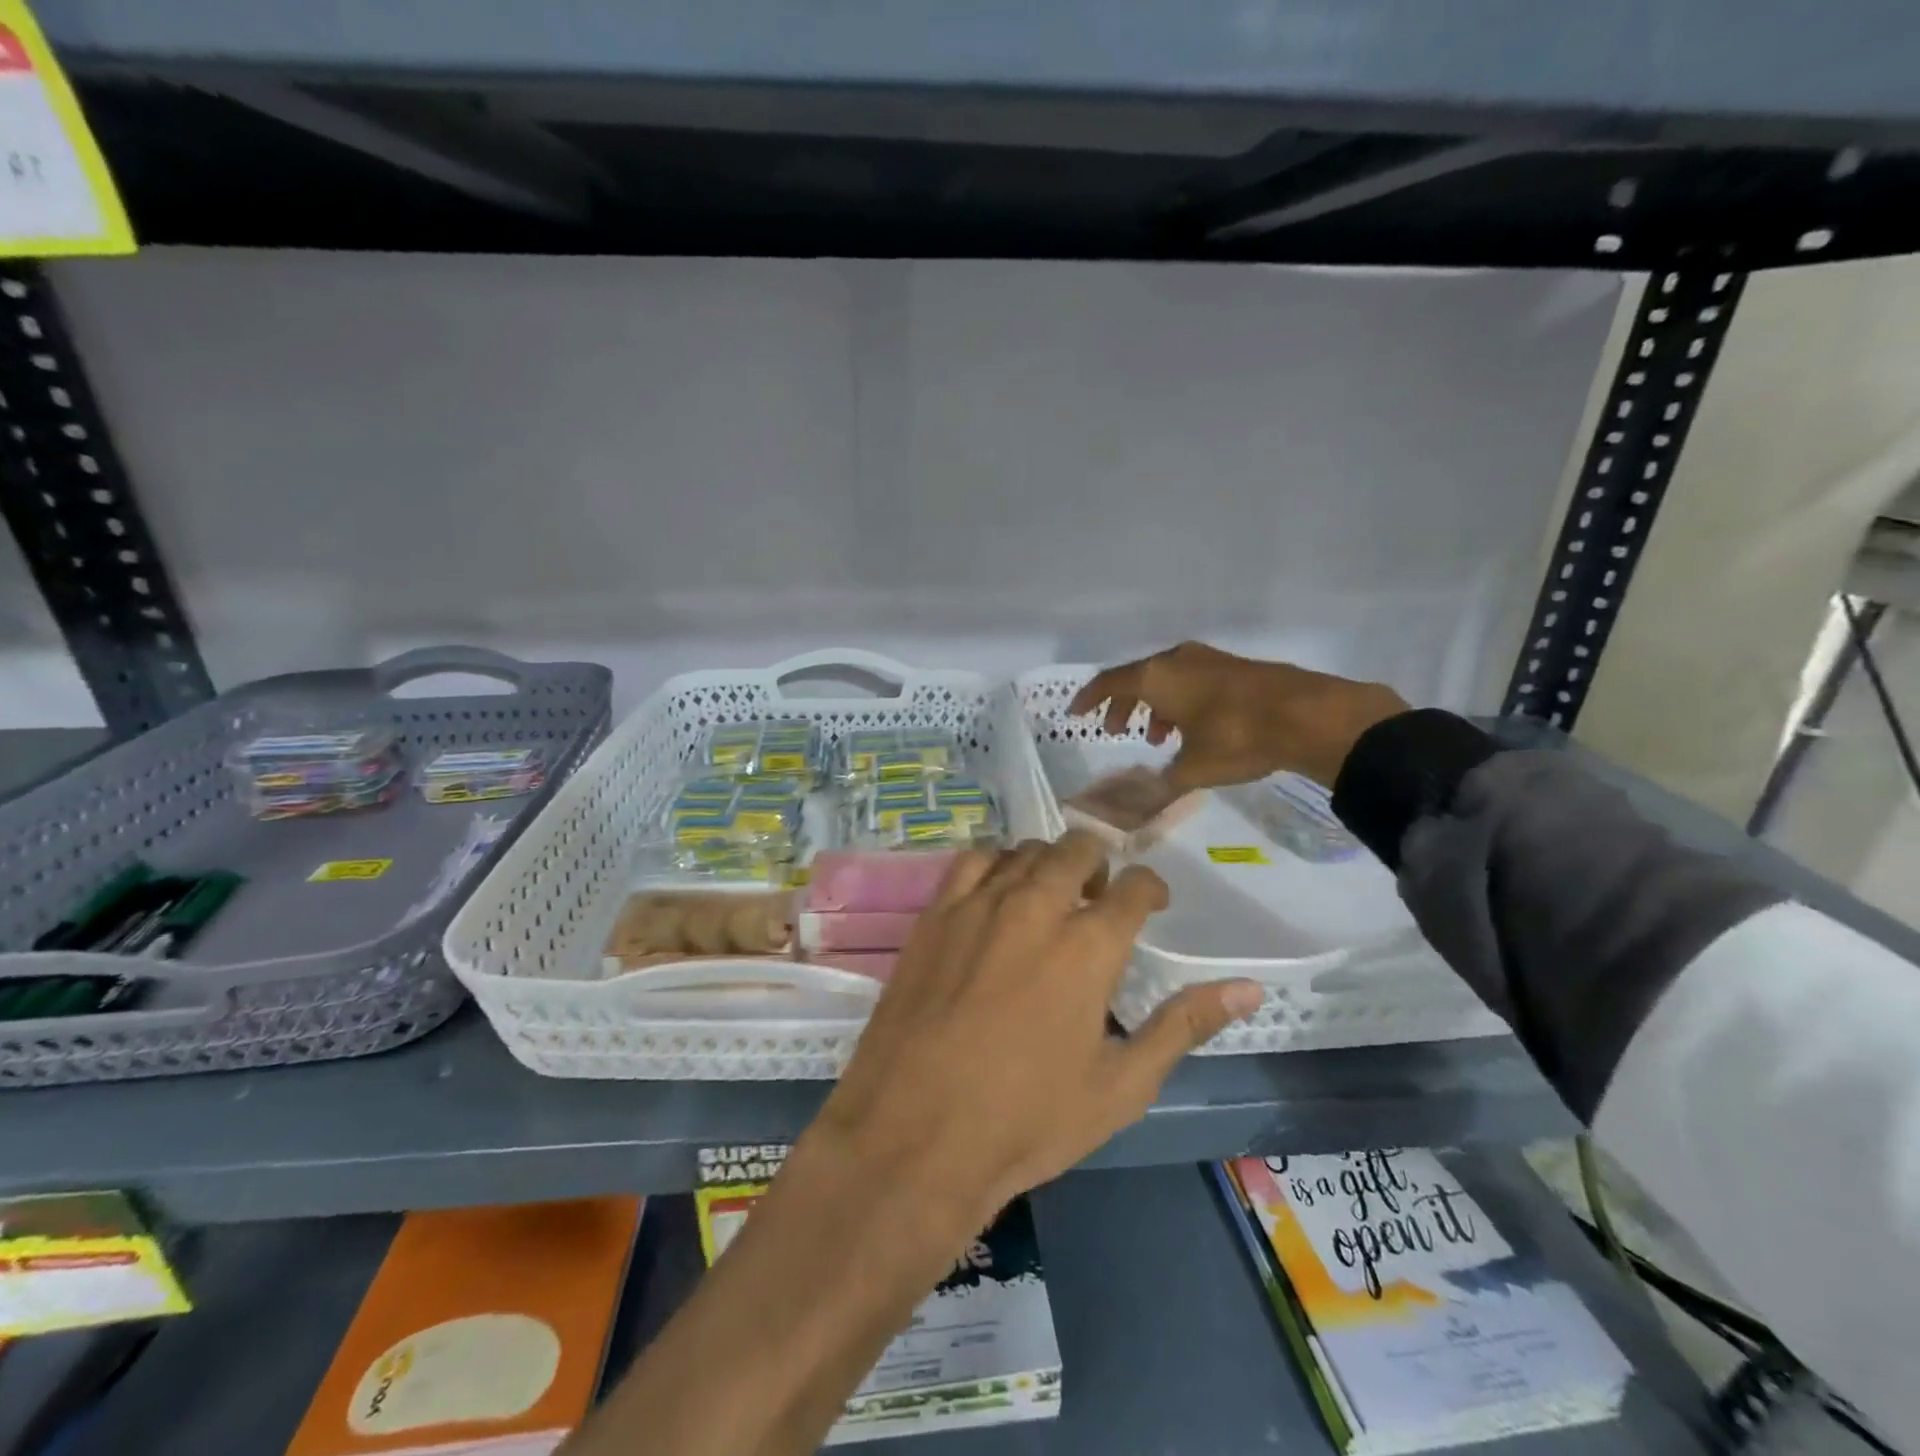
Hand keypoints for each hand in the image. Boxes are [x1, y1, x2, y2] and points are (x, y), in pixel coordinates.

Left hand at [809, 832, 1261, 1233]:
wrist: (915, 1134)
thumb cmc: (1026, 1120)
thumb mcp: (1120, 1086)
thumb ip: (1183, 1026)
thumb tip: (1248, 989)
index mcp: (1088, 946)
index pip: (1134, 887)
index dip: (1149, 889)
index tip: (1150, 904)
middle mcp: (1036, 907)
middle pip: (1078, 850)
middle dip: (1100, 866)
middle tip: (1098, 901)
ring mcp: (979, 904)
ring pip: (1026, 850)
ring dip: (1049, 863)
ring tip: (1050, 897)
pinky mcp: (936, 913)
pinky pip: (973, 860)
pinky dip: (996, 864)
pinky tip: (998, 894)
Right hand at [1069, 641, 1407, 789]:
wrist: (1308, 714)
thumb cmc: (1237, 737)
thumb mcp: (1193, 769)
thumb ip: (1162, 783)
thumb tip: (1141, 802)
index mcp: (1157, 676)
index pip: (1109, 682)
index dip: (1089, 699)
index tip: (1076, 714)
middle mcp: (1177, 660)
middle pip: (1137, 678)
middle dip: (1123, 705)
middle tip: (1117, 731)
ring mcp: (1208, 660)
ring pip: (1167, 679)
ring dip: (1154, 706)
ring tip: (1157, 737)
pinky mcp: (1234, 667)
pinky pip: (1191, 681)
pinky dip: (1180, 702)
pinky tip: (1193, 730)